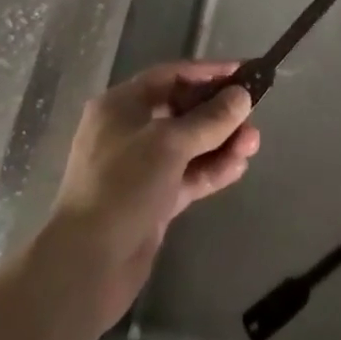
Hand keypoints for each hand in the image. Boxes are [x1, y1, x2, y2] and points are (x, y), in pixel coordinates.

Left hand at [46, 60, 259, 331]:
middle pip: (181, 110)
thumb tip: (242, 96)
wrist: (87, 267)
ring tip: (253, 143)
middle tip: (252, 114)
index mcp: (121, 105)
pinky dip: (211, 170)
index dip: (208, 72)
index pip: (171, 76)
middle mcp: (129, 130)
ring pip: (187, 145)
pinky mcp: (151, 200)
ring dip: (220, 142)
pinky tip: (239, 166)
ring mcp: (140, 167)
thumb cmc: (123, 187)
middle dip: (218, 113)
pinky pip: (186, 175)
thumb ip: (210, 119)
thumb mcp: (169, 144)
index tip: (243, 72)